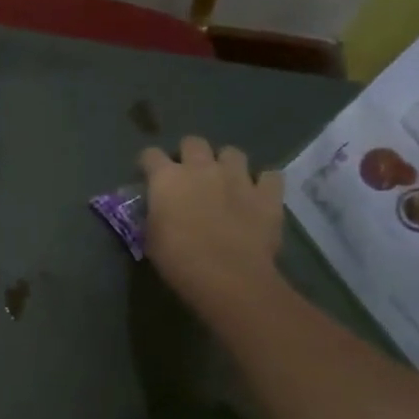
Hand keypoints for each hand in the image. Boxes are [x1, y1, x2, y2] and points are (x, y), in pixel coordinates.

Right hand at [139, 137, 284, 310]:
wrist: (227, 276)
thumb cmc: (177, 259)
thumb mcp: (150, 237)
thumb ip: (154, 214)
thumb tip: (158, 209)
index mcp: (166, 179)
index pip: (150, 155)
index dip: (149, 164)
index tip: (149, 176)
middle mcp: (201, 168)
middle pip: (193, 142)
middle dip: (189, 154)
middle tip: (188, 175)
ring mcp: (237, 177)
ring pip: (232, 153)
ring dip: (226, 164)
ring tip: (225, 181)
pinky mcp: (267, 194)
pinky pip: (269, 176)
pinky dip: (263, 182)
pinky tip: (258, 194)